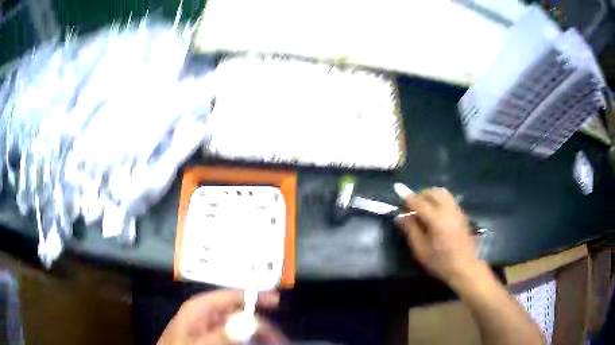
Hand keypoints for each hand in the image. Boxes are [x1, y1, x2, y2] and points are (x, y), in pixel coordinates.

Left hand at [157, 289, 283, 344]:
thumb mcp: (199, 343)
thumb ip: (223, 335)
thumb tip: (249, 322)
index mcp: (201, 308)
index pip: (230, 295)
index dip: (254, 295)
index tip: (276, 300)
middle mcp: (208, 314)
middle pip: (241, 314)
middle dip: (262, 326)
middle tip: (280, 340)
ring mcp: (212, 327)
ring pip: (242, 327)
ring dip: (259, 336)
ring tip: (274, 343)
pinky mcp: (214, 337)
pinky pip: (236, 336)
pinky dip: (250, 341)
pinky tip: (259, 343)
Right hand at [394, 186, 483, 289]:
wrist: (464, 267)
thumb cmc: (440, 261)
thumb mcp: (420, 249)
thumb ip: (410, 230)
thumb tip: (400, 216)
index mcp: (436, 219)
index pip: (419, 201)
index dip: (407, 196)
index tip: (397, 190)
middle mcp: (448, 210)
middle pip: (432, 192)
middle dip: (420, 194)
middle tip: (411, 206)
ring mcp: (457, 210)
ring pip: (442, 193)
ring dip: (430, 195)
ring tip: (423, 208)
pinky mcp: (462, 214)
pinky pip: (449, 199)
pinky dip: (439, 200)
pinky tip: (435, 213)